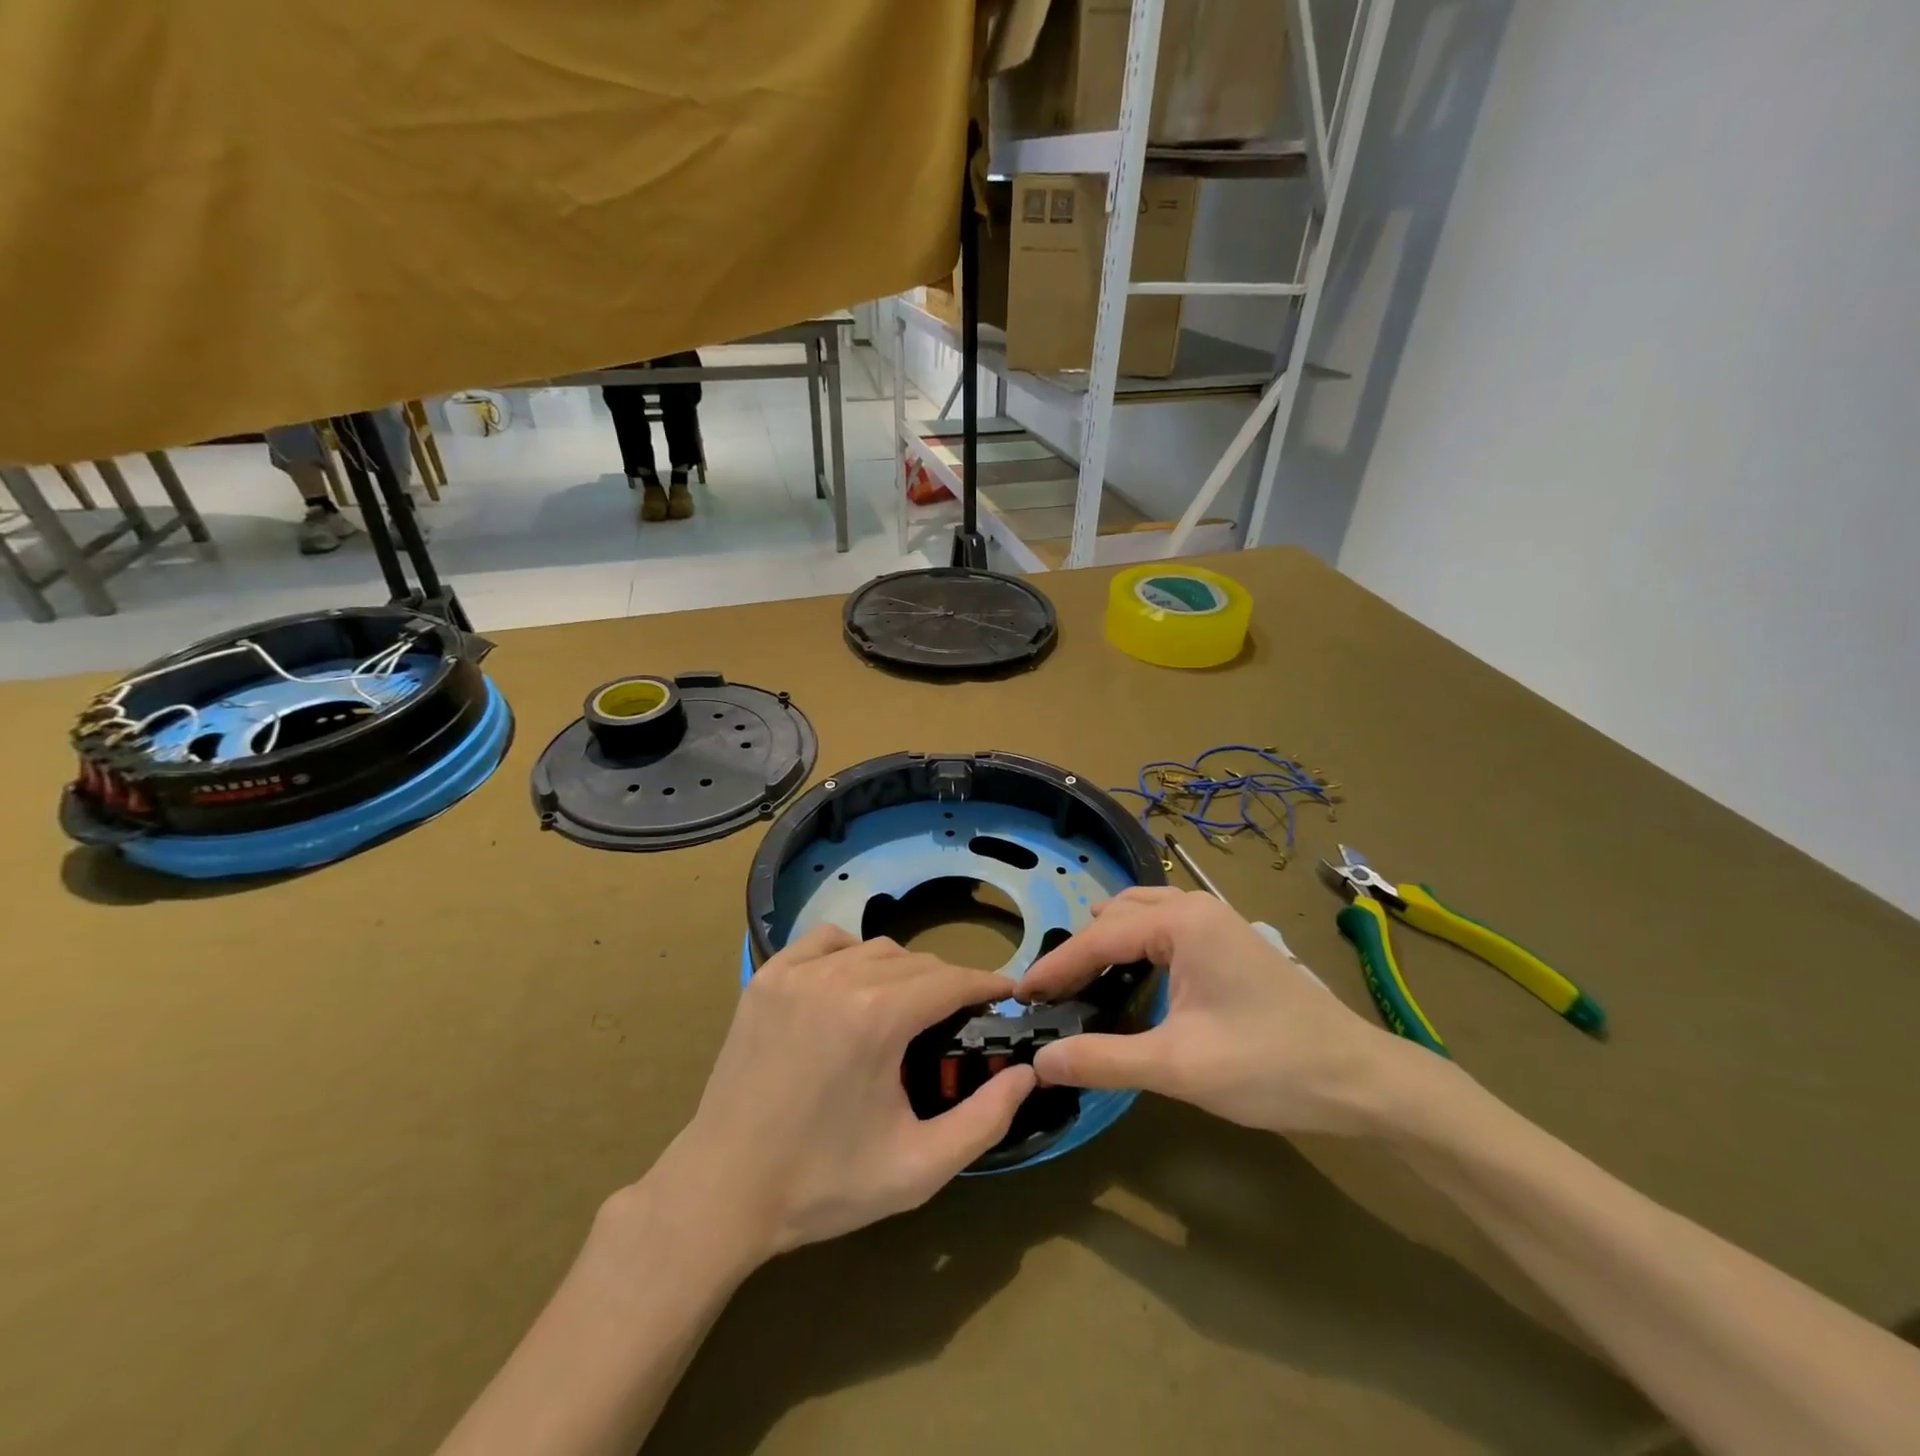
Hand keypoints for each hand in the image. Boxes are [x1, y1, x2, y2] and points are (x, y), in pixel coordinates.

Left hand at [658, 927, 1035, 1261]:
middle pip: (917, 962)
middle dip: (948, 985)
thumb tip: (1026, 1074)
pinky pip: (827, 942)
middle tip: (957, 1021)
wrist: (724, 1190)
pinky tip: (853, 986)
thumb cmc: (824, 1183)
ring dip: (904, 971)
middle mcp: (839, 978)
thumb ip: (985, 1120)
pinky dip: (852, 954)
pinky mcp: (768, 977)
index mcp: (878, 1018)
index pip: (952, 980)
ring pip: (875, 948)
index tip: (1008, 995)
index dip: (987, 984)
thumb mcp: (918, 1168)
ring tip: (907, 1009)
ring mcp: (797, 972)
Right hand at [1017, 888, 1418, 1136]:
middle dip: (1079, 951)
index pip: (1099, 938)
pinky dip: (1134, 942)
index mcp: (1182, 922)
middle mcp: (1195, 906)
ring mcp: (1216, 919)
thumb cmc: (1270, 1067)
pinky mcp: (1228, 939)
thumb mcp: (1179, 1067)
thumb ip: (1105, 1059)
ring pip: (1141, 915)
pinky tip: (1129, 972)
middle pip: (1116, 918)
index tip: (1019, 994)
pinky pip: (1164, 924)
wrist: (1362, 1079)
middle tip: (1049, 995)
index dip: (1055, 967)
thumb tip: (1041, 1060)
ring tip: (1079, 979)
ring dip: (1106, 941)